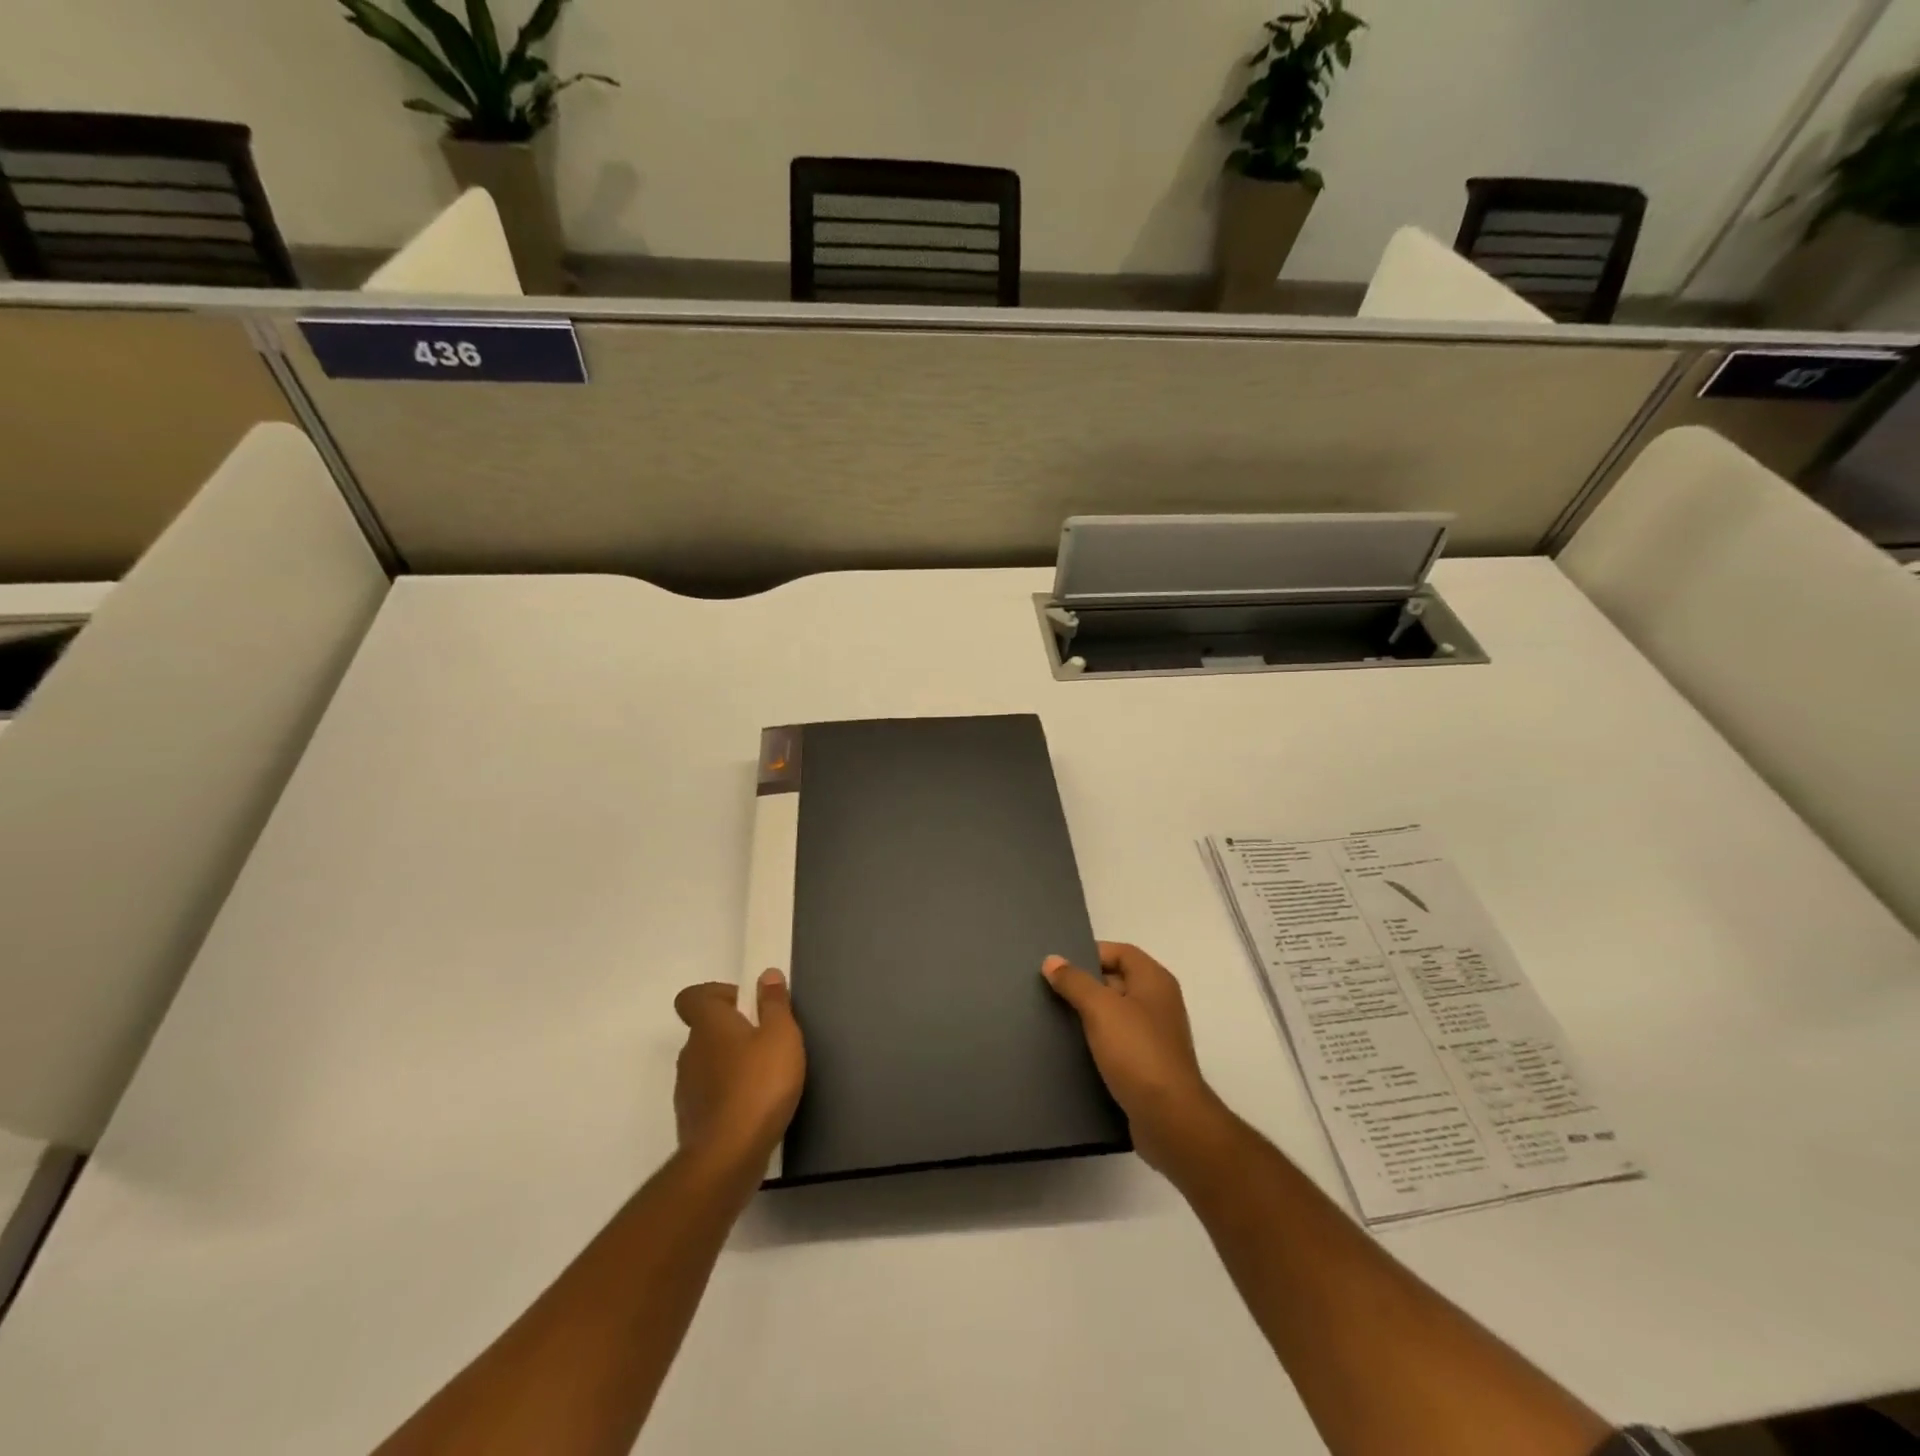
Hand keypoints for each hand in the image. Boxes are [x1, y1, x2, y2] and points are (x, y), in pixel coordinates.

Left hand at [672, 970, 805, 1168]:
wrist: (728, 1157)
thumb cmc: (759, 1085)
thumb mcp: (781, 1036)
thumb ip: (774, 1003)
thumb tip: (766, 975)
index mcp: (709, 1025)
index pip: (692, 997)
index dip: (717, 994)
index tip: (746, 1005)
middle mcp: (690, 1052)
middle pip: (706, 1030)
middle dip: (733, 1031)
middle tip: (767, 1041)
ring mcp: (687, 1088)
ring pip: (708, 1063)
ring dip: (731, 1064)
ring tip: (765, 1077)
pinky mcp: (692, 1120)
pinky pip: (710, 1094)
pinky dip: (728, 1094)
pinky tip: (754, 1107)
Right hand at [1042, 942, 1223, 1174]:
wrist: (1169, 1119)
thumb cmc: (1137, 1053)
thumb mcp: (1101, 1009)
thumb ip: (1075, 982)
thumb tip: (1052, 960)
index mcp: (1154, 980)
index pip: (1120, 952)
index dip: (1090, 954)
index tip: (1059, 967)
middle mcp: (1159, 1002)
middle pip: (1117, 981)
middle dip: (1085, 985)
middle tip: (1049, 992)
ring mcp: (1155, 1036)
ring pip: (1115, 1014)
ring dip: (1088, 1016)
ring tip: (1054, 1020)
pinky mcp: (1148, 1065)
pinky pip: (1118, 1043)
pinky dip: (1097, 1042)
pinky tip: (1073, 1050)